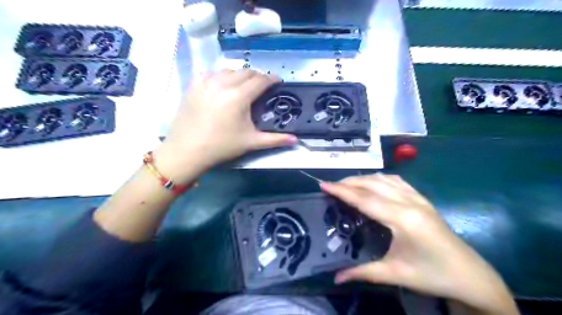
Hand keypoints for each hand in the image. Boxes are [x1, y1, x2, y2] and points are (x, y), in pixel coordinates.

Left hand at [152, 69, 295, 181]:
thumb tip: (296, 140)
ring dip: (240, 75)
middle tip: (262, 86)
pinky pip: (211, 73)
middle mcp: (223, 84)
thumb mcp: (251, 142)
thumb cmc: (222, 147)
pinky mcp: (193, 86)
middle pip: (246, 72)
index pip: (261, 80)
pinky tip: (222, 85)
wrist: (187, 151)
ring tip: (244, 85)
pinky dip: (221, 76)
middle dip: (258, 76)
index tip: (278, 82)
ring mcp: (206, 82)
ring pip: (228, 70)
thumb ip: (275, 139)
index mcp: (239, 97)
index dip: (272, 79)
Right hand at [320, 176, 517, 312]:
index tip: (324, 184)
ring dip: (364, 178)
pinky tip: (374, 183)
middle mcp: (409, 202)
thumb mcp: (395, 274)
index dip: (342, 191)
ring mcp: (418, 198)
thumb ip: (362, 273)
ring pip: (384, 179)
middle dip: (349, 182)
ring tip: (347, 184)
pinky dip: (380, 178)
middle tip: (331, 186)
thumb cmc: (432, 275)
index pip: (365, 199)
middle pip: (372, 184)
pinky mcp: (423, 199)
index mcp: (402, 219)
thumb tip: (335, 277)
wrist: (470, 275)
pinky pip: (397, 181)